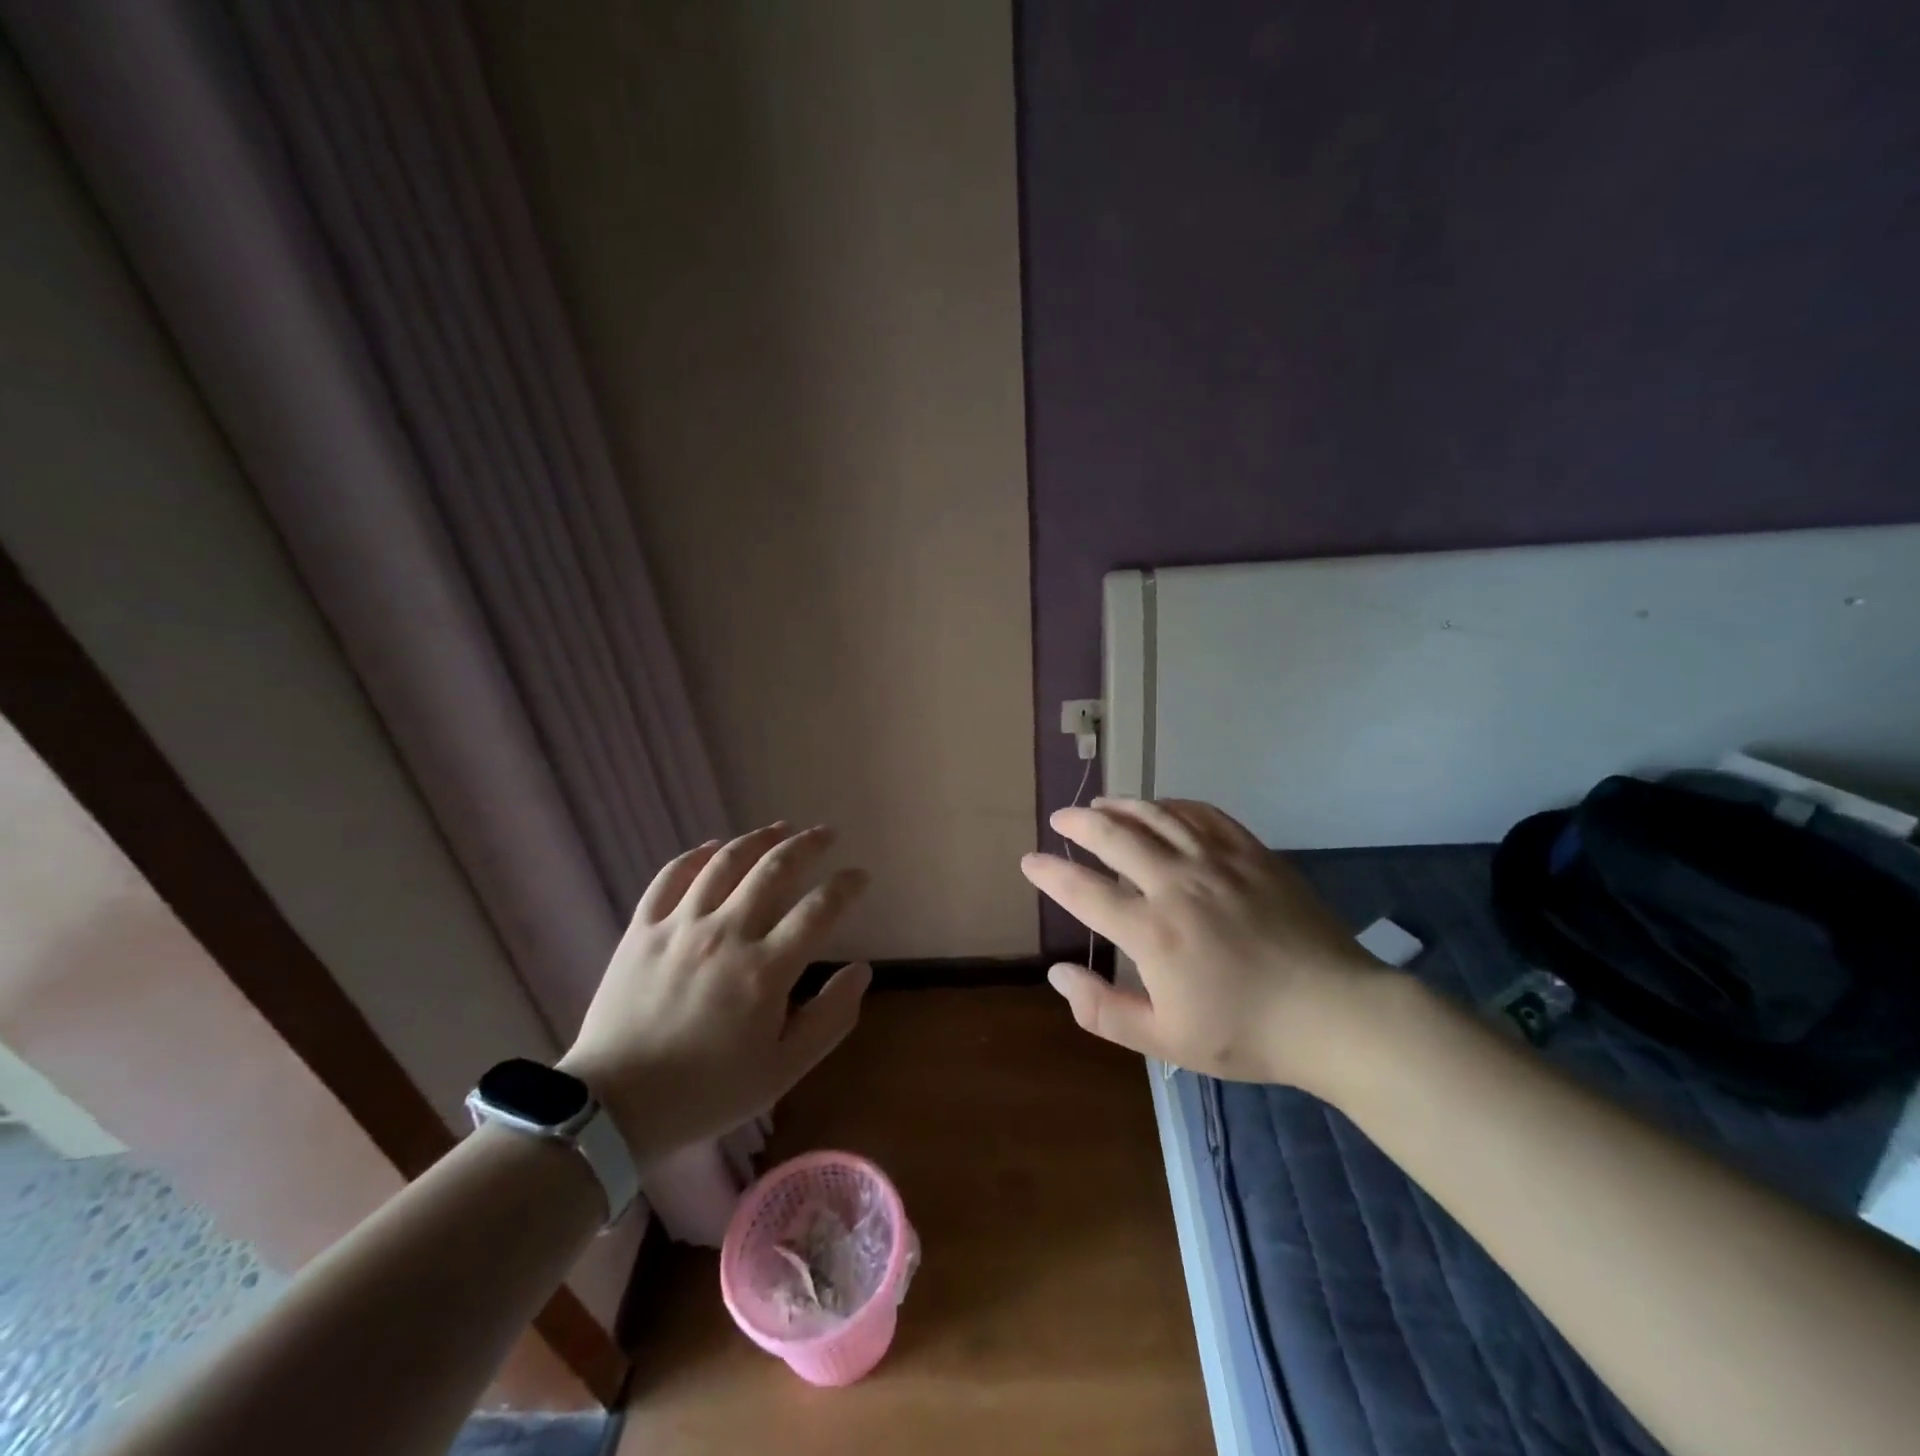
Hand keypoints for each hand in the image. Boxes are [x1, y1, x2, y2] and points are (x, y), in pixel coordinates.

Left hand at [558, 824, 872, 1162]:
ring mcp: (680, 926)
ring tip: (780, 828)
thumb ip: (830, 1019)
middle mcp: (726, 934)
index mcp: (765, 970)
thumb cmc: (707, 1092)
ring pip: (725, 862)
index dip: (846, 886)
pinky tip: (713, 847)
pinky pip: (671, 876)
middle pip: (775, 870)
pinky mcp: (642, 929)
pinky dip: (696, 855)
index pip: (819, 909)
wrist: (613, 1108)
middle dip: (808, 844)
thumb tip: (862, 971)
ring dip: (759, 838)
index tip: (860, 876)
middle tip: (826, 833)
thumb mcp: (782, 1071)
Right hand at [1020, 798, 1379, 1087]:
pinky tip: (1164, 808)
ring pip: (1157, 817)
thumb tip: (1057, 973)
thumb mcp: (1165, 1040)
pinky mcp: (1252, 853)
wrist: (1335, 1014)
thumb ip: (1103, 1009)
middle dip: (1080, 824)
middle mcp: (1177, 884)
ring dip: (1122, 806)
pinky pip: (1204, 815)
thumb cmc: (1246, 1033)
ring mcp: (1217, 862)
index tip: (1029, 862)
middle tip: (1061, 818)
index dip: (1051, 874)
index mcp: (1151, 931)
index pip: (1084, 891)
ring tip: (1101, 804)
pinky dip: (1174, 806)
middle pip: (1115, 837)